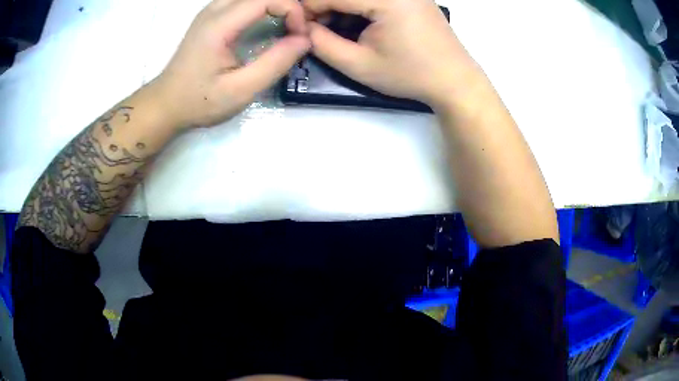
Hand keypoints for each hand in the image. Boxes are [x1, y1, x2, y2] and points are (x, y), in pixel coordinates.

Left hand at [153, 0, 310, 127]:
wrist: (166, 104)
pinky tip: (270, 22)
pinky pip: (244, 1)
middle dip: (287, 5)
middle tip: (297, 30)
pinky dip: (264, 6)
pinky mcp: (212, 15)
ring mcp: (211, 10)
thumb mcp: (240, 91)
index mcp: (219, 25)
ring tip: (288, 25)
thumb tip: (304, 40)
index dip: (293, 9)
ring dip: (276, 4)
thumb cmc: (199, 101)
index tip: (300, 35)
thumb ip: (274, 63)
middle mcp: (214, 9)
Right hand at [304, 0, 479, 106]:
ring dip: (342, 7)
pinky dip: (359, 7)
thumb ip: (322, 44)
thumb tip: (303, 27)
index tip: (300, 28)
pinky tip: (358, 23)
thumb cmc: (410, 75)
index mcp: (386, 0)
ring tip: (338, 28)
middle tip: (319, 30)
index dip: (308, 9)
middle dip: (325, 7)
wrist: (454, 79)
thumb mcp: (359, 64)